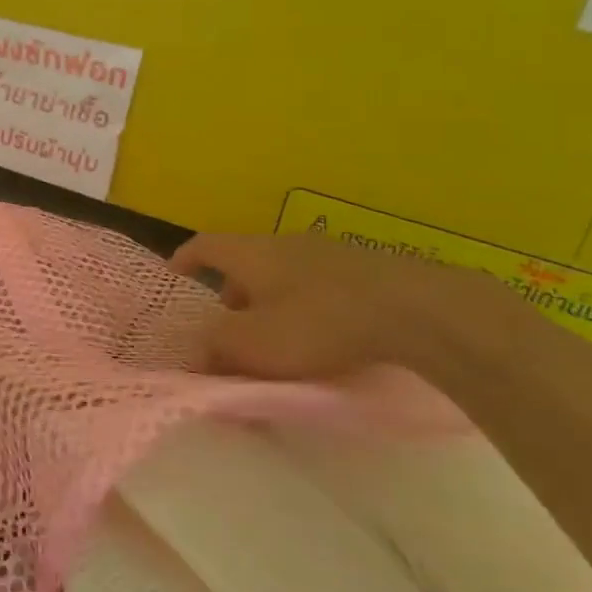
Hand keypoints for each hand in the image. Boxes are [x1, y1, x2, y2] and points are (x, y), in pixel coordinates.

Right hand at [170, 232, 521, 381]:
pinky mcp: (366, 268)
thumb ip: (217, 345)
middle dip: (232, 290)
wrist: (416, 311)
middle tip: (230, 323)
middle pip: (245, 260)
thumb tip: (199, 348)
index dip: (186, 259)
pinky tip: (323, 332)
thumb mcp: (254, 343)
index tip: (175, 275)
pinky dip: (306, 303)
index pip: (205, 245)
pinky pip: (318, 282)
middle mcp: (284, 242)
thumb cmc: (317, 323)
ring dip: (271, 299)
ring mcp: (328, 251)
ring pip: (284, 272)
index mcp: (251, 253)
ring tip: (278, 334)